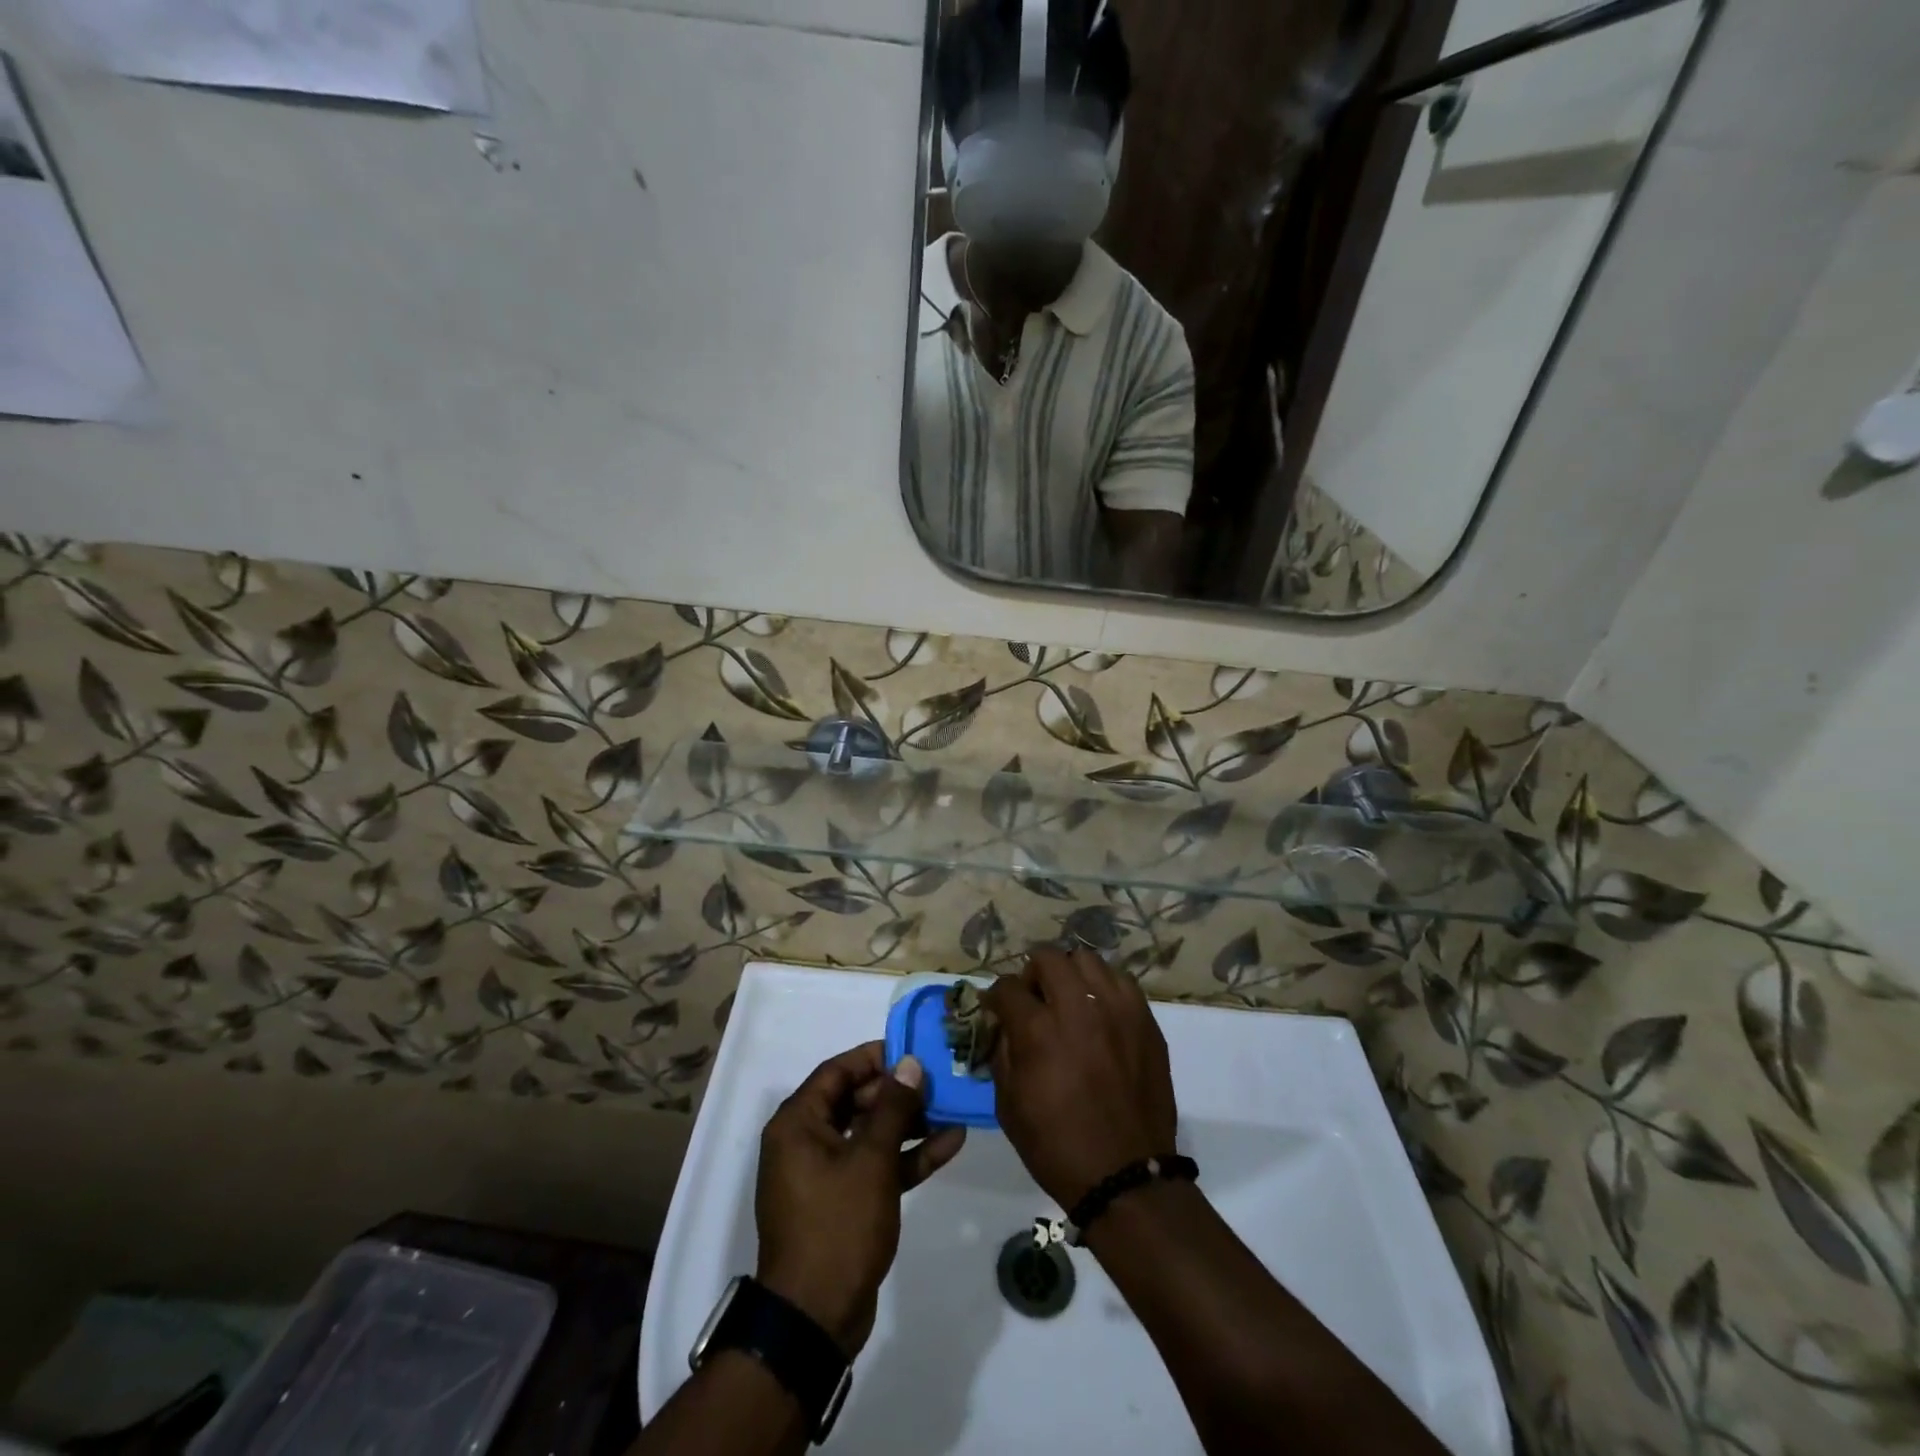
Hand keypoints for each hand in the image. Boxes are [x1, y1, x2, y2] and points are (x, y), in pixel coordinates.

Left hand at [754, 1041, 966, 1356]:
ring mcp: (825, 1174)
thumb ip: (893, 1108)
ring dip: (909, 1124)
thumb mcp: (871, 1160)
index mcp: (798, 1123)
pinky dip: (906, 1157)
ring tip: (952, 1109)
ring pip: (870, 1134)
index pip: (837, 1072)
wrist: (815, 1320)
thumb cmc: (837, 1225)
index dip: (875, 1058)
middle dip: (899, 1093)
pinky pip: (876, 1166)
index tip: (913, 1050)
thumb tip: (910, 1064)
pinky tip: (949, 1144)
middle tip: (938, 1082)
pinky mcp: (844, 1202)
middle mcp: (806, 1141)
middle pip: (856, 1100)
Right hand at [983, 947, 1178, 1211]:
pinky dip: (1104, 988)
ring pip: (1087, 960)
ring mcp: (1117, 1010)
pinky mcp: (1145, 1020)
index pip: (1006, 987)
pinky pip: (1121, 981)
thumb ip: (1001, 1052)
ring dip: (1070, 974)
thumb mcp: (1008, 1105)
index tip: (997, 1007)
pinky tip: (1099, 1012)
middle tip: (1034, 999)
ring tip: (1070, 999)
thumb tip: (1003, 1024)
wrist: (1125, 1175)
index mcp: (1038, 1030)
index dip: (996, 996)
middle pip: (1048, 958)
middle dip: (1032, 974)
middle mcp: (1078, 1008)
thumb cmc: (1056, 1146)